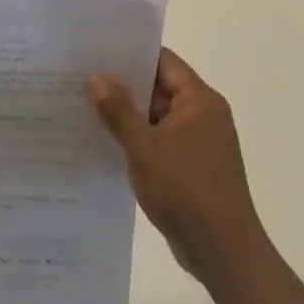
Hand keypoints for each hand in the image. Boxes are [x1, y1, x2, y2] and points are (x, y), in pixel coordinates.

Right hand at [90, 48, 267, 284]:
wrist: (223, 251)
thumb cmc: (186, 190)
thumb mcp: (144, 148)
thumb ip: (119, 111)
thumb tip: (97, 77)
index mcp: (200, 101)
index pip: (163, 61)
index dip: (131, 54)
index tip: (96, 51)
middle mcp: (203, 115)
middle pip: (159, 87)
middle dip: (123, 85)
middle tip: (80, 79)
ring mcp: (199, 142)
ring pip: (157, 117)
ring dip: (127, 115)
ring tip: (84, 108)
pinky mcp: (192, 166)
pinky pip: (160, 141)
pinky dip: (137, 139)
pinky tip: (105, 143)